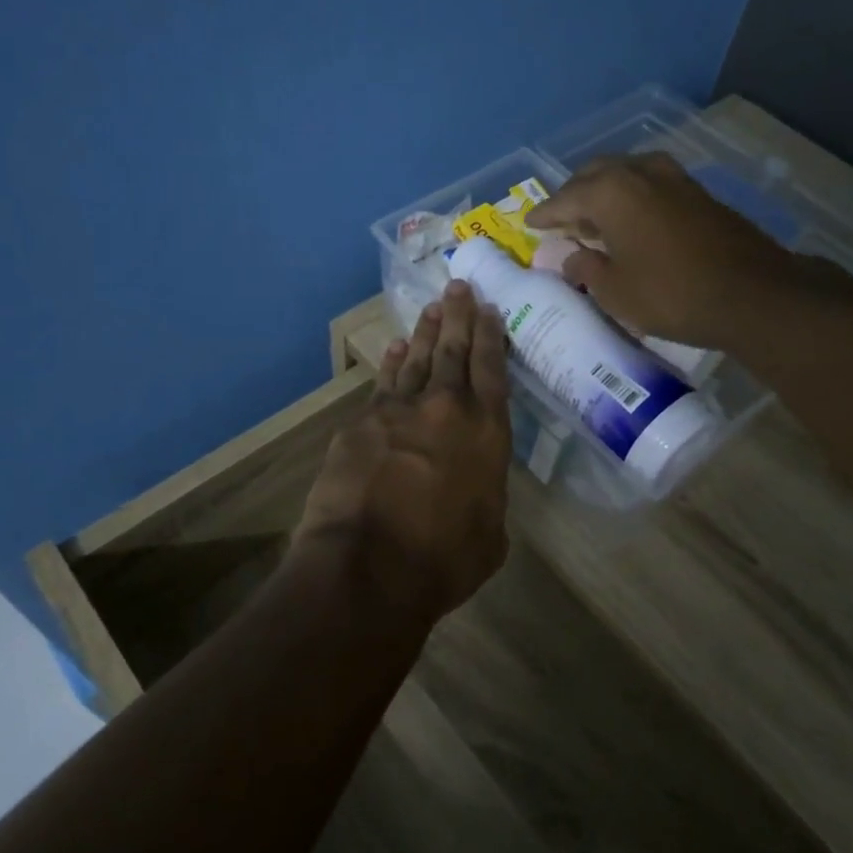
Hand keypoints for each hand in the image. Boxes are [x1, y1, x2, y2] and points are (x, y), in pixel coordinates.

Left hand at [294, 280, 511, 628]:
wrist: (368, 566)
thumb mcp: (490, 534)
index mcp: (486, 432)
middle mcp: (444, 408)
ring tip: (431, 308)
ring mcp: (397, 411)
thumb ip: (487, 496)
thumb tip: (476, 486)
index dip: (490, 336)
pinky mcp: (360, 424)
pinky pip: (381, 384)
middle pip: (452, 351)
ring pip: (414, 359)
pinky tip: (391, 350)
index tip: (488, 308)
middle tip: (459, 286)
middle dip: (457, 316)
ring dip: (424, 332)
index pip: (491, 369)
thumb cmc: (443, 559)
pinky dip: (389, 364)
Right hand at [524, 152, 799, 348]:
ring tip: (595, 218)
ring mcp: (673, 177)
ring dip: (605, 192)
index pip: (565, 198)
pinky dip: (632, 197)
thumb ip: (586, 269)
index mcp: (610, 191)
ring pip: (625, 174)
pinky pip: (650, 184)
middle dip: (574, 195)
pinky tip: (631, 220)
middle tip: (562, 219)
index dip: (545, 215)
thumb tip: (571, 259)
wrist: (752, 294)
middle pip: (594, 175)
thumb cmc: (671, 294)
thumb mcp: (615, 291)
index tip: (530, 223)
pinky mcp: (697, 192)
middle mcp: (639, 172)